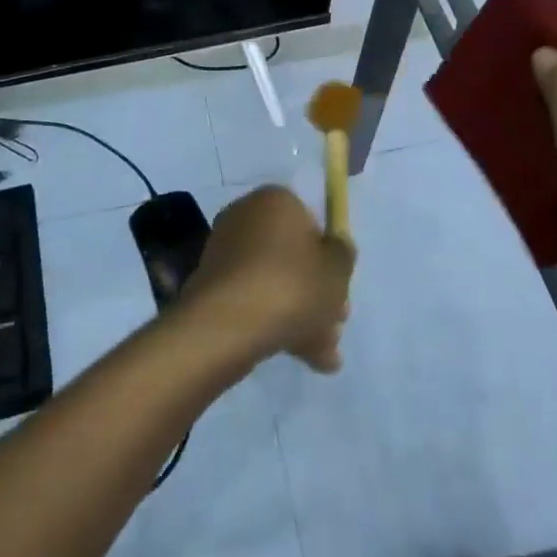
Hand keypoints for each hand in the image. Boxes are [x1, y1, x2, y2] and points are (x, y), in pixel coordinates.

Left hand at [178, 185, 353, 372]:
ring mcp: (225, 251)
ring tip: (322, 355)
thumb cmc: (291, 285)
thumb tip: (336, 248)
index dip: (329, 255)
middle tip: (336, 324)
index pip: (310, 221)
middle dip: (317, 292)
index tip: (341, 287)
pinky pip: (253, 298)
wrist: (227, 324)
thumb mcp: (337, 270)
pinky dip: (274, 321)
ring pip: (275, 280)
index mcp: (276, 200)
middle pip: (292, 255)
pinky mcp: (212, 285)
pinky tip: (300, 356)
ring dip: (301, 314)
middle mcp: (246, 216)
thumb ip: (343, 255)